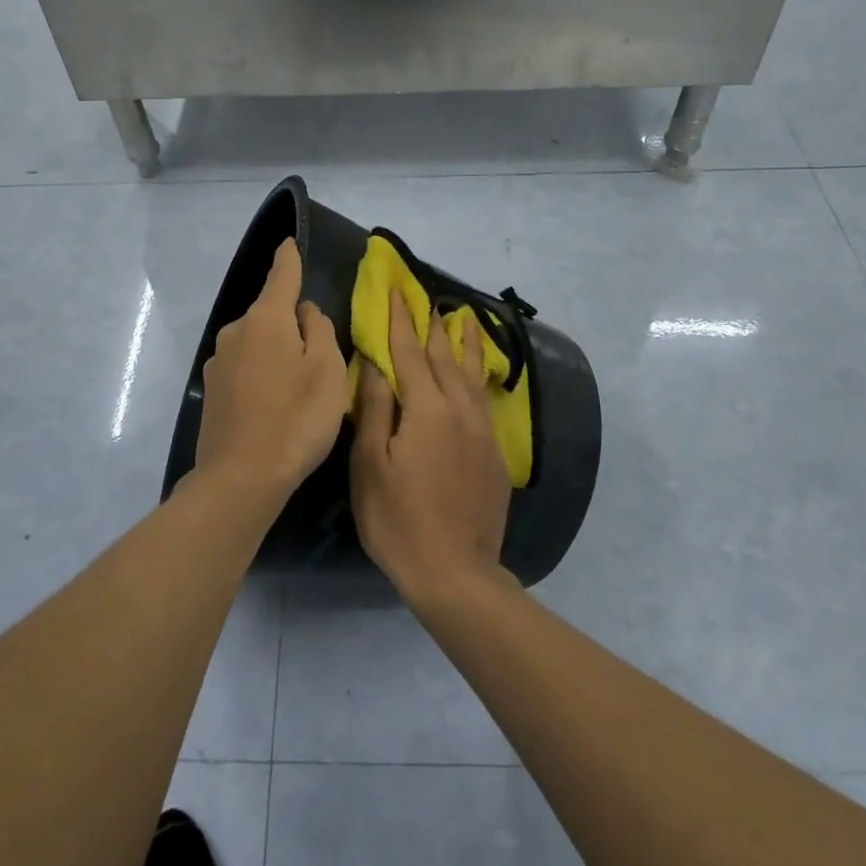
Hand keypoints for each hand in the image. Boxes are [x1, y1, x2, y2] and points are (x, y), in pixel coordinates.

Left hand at [195, 239, 349, 498]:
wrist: (241, 478)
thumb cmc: (296, 418)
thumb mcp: (327, 370)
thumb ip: (319, 330)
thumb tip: (304, 312)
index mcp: (266, 319)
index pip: (281, 276)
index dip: (289, 258)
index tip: (289, 242)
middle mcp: (236, 331)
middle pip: (270, 314)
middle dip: (291, 323)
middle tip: (318, 357)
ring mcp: (218, 362)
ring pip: (256, 343)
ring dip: (276, 352)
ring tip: (297, 388)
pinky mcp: (211, 391)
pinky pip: (244, 368)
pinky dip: (260, 375)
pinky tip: (273, 404)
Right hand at [350, 290, 510, 601]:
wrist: (455, 572)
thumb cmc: (398, 519)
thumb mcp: (371, 465)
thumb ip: (376, 409)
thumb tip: (375, 364)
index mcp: (428, 409)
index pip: (411, 353)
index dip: (401, 321)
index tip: (398, 293)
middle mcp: (460, 410)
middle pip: (446, 357)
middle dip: (434, 326)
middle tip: (427, 299)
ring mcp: (482, 432)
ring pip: (472, 375)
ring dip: (465, 344)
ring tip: (464, 320)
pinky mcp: (493, 453)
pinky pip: (483, 399)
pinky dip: (477, 376)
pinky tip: (476, 375)